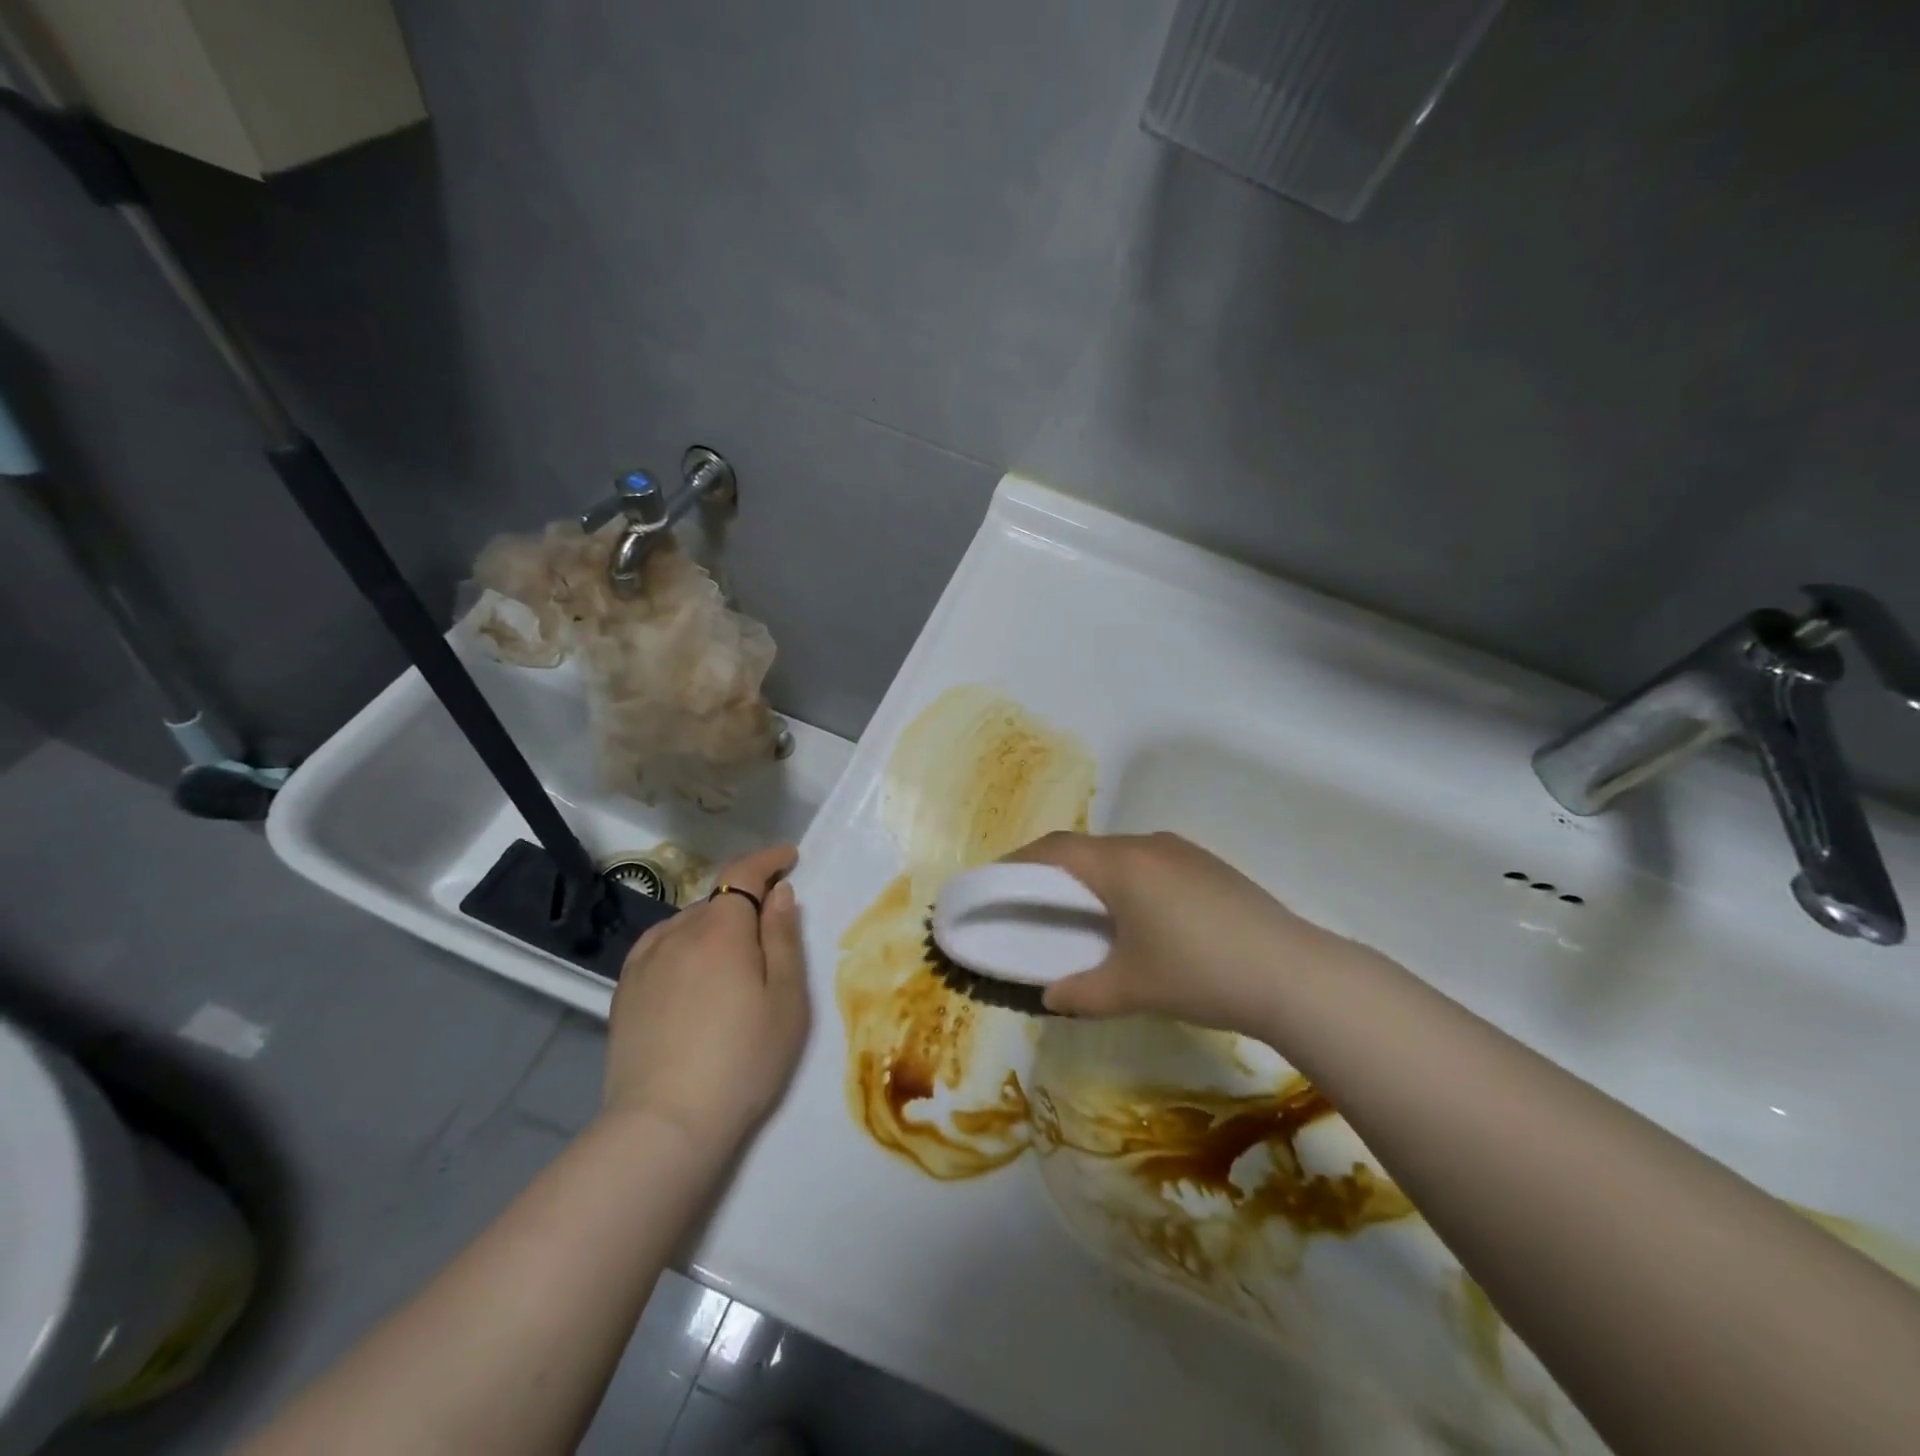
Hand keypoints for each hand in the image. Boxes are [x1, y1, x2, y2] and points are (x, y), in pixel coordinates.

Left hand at [602, 844, 808, 1147]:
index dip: (767, 859)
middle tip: (770, 934)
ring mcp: (645, 961)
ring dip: (714, 926)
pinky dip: (683, 944)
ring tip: (731, 962)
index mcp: (722, 931)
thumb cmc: (743, 1061)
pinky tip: (690, 973)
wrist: (665, 1125)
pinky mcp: (625, 990)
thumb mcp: (786, 1000)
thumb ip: (783, 938)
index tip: (789, 858)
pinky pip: (660, 946)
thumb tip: (779, 892)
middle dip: (746, 902)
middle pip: (717, 900)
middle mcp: (678, 933)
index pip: (743, 873)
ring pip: (688, 924)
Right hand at [1011, 831, 1373, 1032]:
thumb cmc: (1199, 974)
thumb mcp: (1131, 988)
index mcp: (1121, 864)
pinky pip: (1151, 863)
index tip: (996, 881)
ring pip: (1121, 855)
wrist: (1292, 974)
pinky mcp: (1208, 866)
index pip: (1055, 849)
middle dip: (1055, 871)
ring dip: (1095, 876)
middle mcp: (1148, 845)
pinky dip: (1127, 881)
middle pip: (1086, 849)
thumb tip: (1051, 995)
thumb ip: (1080, 992)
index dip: (1019, 861)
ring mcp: (1183, 852)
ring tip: (1085, 912)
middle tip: (1035, 902)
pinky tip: (1138, 917)